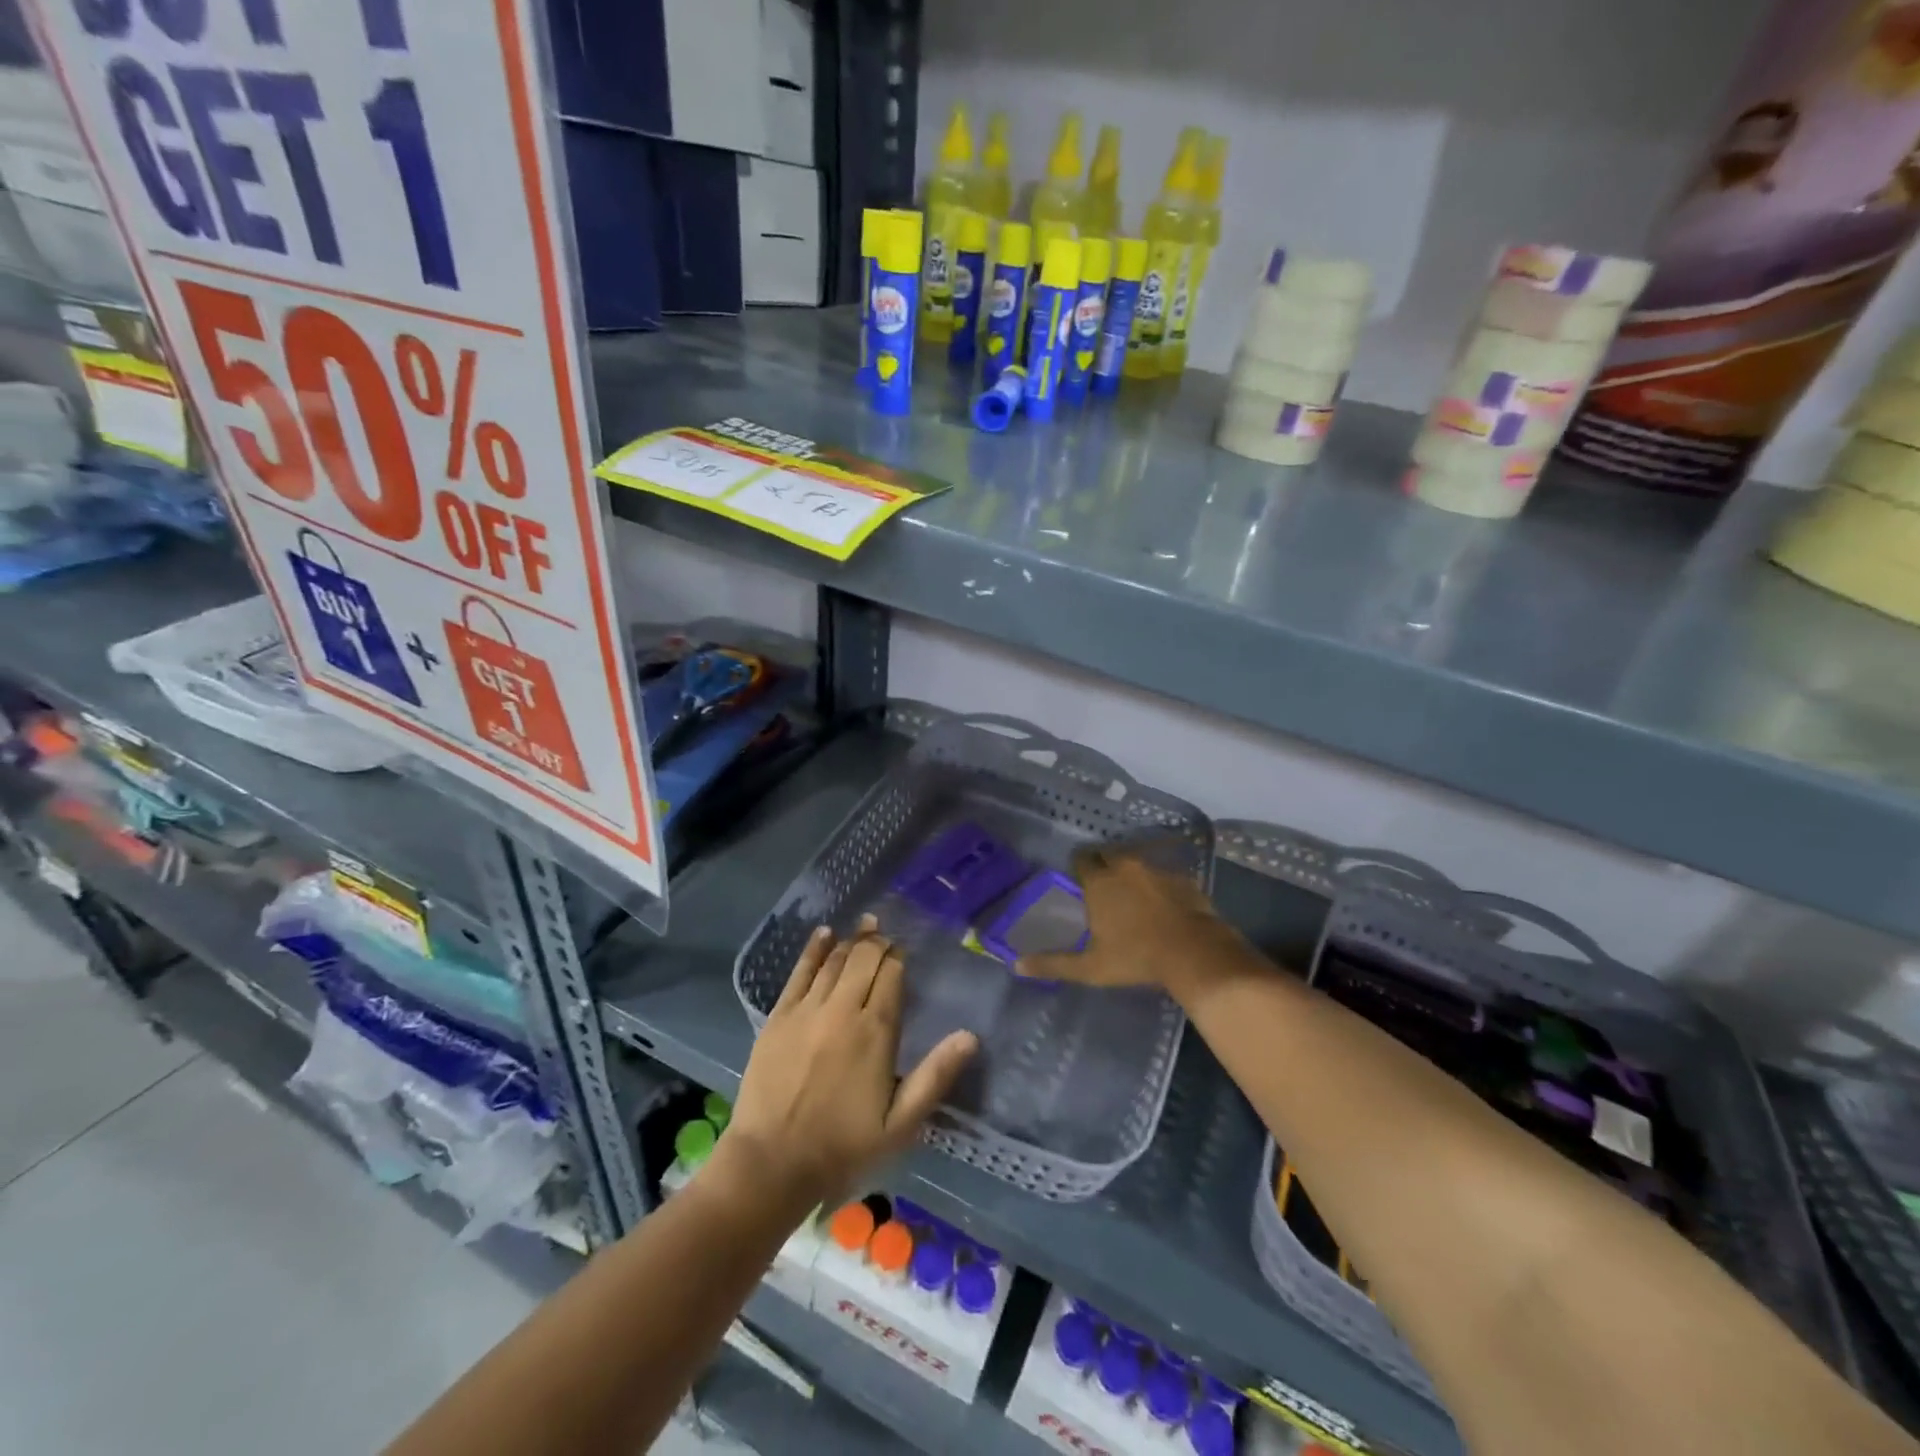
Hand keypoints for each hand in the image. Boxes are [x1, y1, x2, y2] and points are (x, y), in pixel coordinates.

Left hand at [720, 917, 977, 1210]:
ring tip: (865, 925)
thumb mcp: (900, 1123)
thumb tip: (970, 1036)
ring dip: (852, 940)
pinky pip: (799, 972)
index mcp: (875, 1031)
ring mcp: (807, 1009)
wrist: (772, 1162)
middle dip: (878, 943)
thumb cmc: (843, 1146)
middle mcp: (842, 1009)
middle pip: (864, 959)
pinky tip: (824, 934)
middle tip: (885, 935)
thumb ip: (935, 1076)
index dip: (898, 958)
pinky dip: (813, 949)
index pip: (891, 976)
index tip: (903, 952)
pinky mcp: (779, 1016)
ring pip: (834, 960)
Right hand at [1016, 846, 1230, 991]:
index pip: (1081, 859)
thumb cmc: (1136, 958)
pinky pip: (1163, 875)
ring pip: (1136, 863)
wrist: (1195, 953)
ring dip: (1130, 873)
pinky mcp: (1183, 879)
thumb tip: (1016, 965)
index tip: (1079, 881)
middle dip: (1103, 865)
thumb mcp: (1090, 967)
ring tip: (1131, 895)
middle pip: (1108, 855)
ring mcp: (1156, 870)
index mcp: (1099, 882)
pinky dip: (1158, 884)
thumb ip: (1053, 964)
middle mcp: (1125, 867)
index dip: (1078, 868)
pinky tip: (1162, 904)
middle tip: (1102, 887)